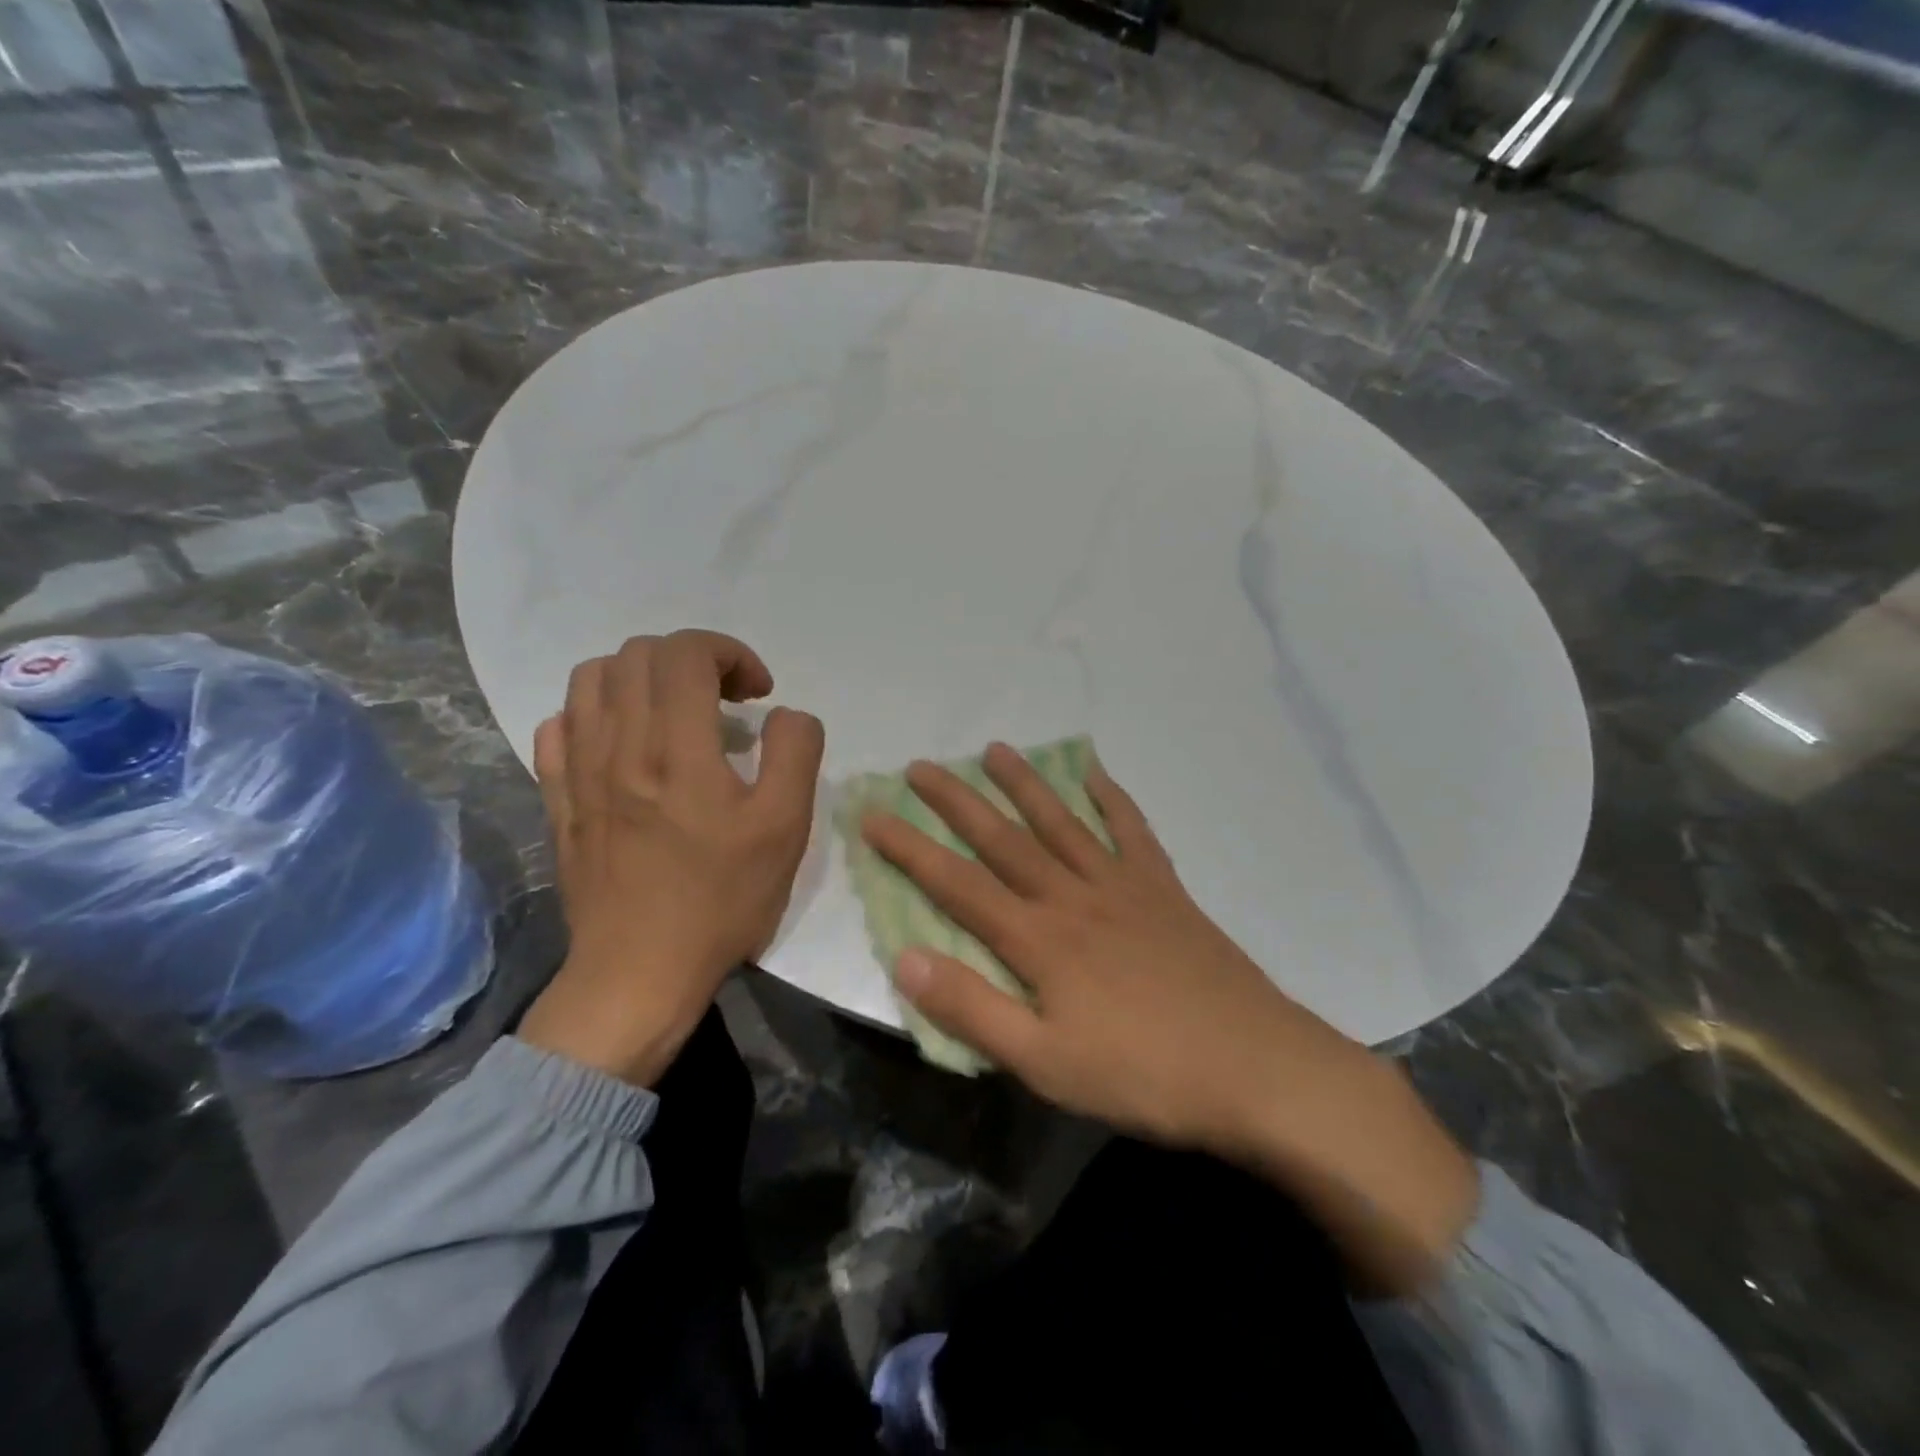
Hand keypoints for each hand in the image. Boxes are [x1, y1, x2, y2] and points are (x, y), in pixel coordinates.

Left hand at [517, 631, 822, 1086]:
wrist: (640, 972)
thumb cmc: (721, 900)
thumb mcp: (785, 828)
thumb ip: (796, 753)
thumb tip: (784, 714)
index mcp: (678, 749)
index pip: (686, 652)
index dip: (730, 653)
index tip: (758, 692)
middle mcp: (619, 745)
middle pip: (640, 654)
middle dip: (693, 659)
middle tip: (725, 700)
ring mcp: (579, 771)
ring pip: (592, 679)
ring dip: (642, 677)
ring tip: (675, 713)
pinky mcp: (558, 800)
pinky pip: (559, 726)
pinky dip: (595, 713)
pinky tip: (624, 743)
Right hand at [861, 743, 1477, 1292]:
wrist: (1255, 1068)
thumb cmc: (1142, 1074)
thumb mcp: (1044, 1062)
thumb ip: (971, 1009)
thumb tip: (905, 957)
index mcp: (1038, 939)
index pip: (957, 884)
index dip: (910, 848)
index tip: (873, 814)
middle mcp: (1073, 896)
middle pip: (1004, 838)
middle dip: (957, 800)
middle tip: (921, 765)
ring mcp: (1122, 886)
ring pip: (1062, 822)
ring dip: (1025, 784)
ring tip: (995, 749)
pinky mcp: (1164, 890)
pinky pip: (1132, 832)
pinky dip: (1112, 799)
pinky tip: (1095, 775)